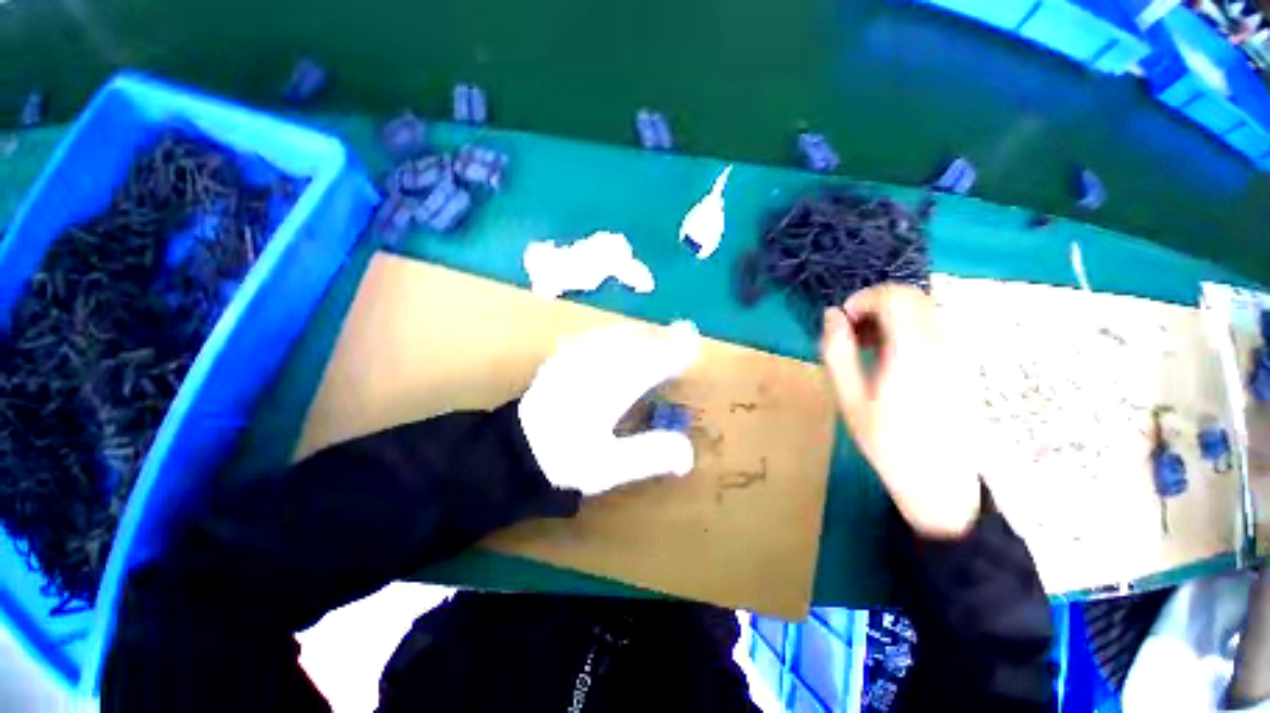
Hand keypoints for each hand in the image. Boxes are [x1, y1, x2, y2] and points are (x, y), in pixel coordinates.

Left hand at [519, 321, 701, 495]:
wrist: (511, 451)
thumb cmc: (563, 460)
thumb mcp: (609, 467)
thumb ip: (649, 455)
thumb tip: (688, 454)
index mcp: (609, 388)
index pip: (651, 362)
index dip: (675, 352)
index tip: (694, 347)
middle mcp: (594, 366)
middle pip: (635, 343)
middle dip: (661, 339)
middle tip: (681, 339)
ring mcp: (574, 359)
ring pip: (614, 336)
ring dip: (639, 336)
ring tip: (655, 340)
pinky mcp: (560, 360)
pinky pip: (592, 338)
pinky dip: (612, 337)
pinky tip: (615, 341)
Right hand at [820, 285, 981, 538]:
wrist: (940, 480)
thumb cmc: (887, 442)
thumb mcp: (849, 398)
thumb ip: (837, 352)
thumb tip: (831, 315)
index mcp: (912, 353)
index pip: (894, 297)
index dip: (862, 299)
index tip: (843, 321)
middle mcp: (943, 344)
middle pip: (912, 295)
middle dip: (875, 303)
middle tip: (853, 331)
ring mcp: (959, 351)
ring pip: (924, 307)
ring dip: (891, 314)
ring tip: (868, 345)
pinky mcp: (963, 361)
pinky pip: (935, 324)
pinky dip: (908, 326)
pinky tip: (892, 355)